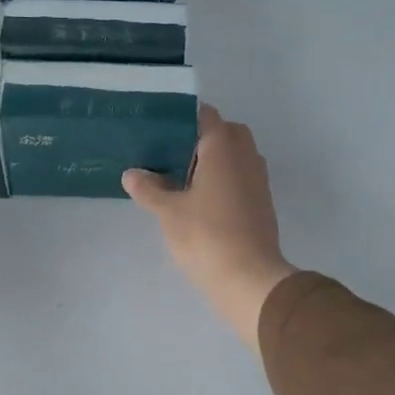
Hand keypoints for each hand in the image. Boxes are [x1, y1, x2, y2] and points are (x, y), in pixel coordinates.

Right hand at [123, 105, 297, 350]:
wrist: (249, 279)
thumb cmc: (206, 236)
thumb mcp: (168, 212)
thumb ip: (149, 189)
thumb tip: (131, 174)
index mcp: (223, 147)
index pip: (206, 115)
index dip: (183, 118)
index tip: (161, 130)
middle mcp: (246, 156)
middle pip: (225, 133)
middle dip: (201, 140)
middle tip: (171, 157)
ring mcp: (258, 180)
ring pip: (236, 157)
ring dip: (214, 162)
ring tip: (182, 181)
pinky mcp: (262, 204)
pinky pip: (241, 178)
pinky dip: (224, 181)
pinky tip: (201, 202)